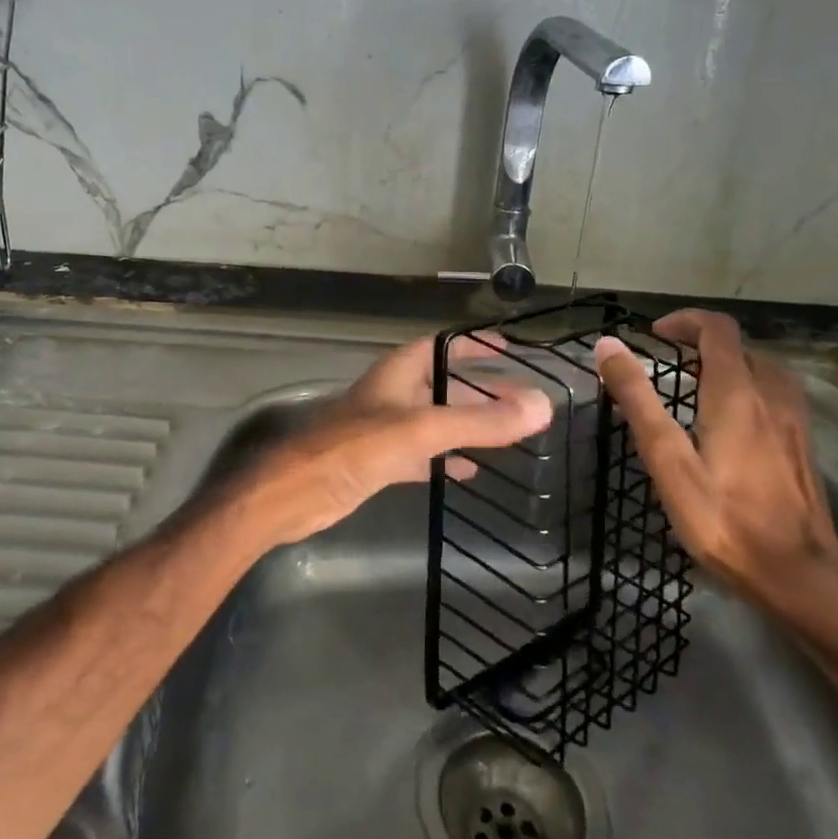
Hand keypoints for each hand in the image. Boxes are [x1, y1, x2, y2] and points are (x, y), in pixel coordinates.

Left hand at [237, 334, 552, 547]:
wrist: (296, 492)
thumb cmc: (355, 447)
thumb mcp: (423, 429)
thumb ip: (479, 422)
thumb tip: (541, 407)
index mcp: (399, 371)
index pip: (443, 346)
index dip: (475, 346)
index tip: (510, 351)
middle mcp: (394, 394)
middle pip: (445, 385)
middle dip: (482, 392)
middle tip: (523, 402)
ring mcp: (386, 429)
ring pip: (437, 421)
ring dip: (469, 426)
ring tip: (509, 435)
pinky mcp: (380, 462)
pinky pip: (424, 455)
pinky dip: (447, 459)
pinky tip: (471, 471)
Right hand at [594, 311, 837, 621]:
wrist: (800, 577)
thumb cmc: (724, 519)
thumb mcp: (668, 461)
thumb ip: (638, 400)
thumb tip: (608, 345)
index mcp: (737, 393)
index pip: (717, 329)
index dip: (685, 321)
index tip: (654, 335)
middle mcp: (772, 396)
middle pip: (742, 346)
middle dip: (703, 342)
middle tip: (669, 362)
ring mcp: (795, 422)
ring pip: (764, 369)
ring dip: (730, 363)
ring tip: (697, 386)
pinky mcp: (803, 446)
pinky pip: (776, 395)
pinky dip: (750, 387)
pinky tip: (734, 421)